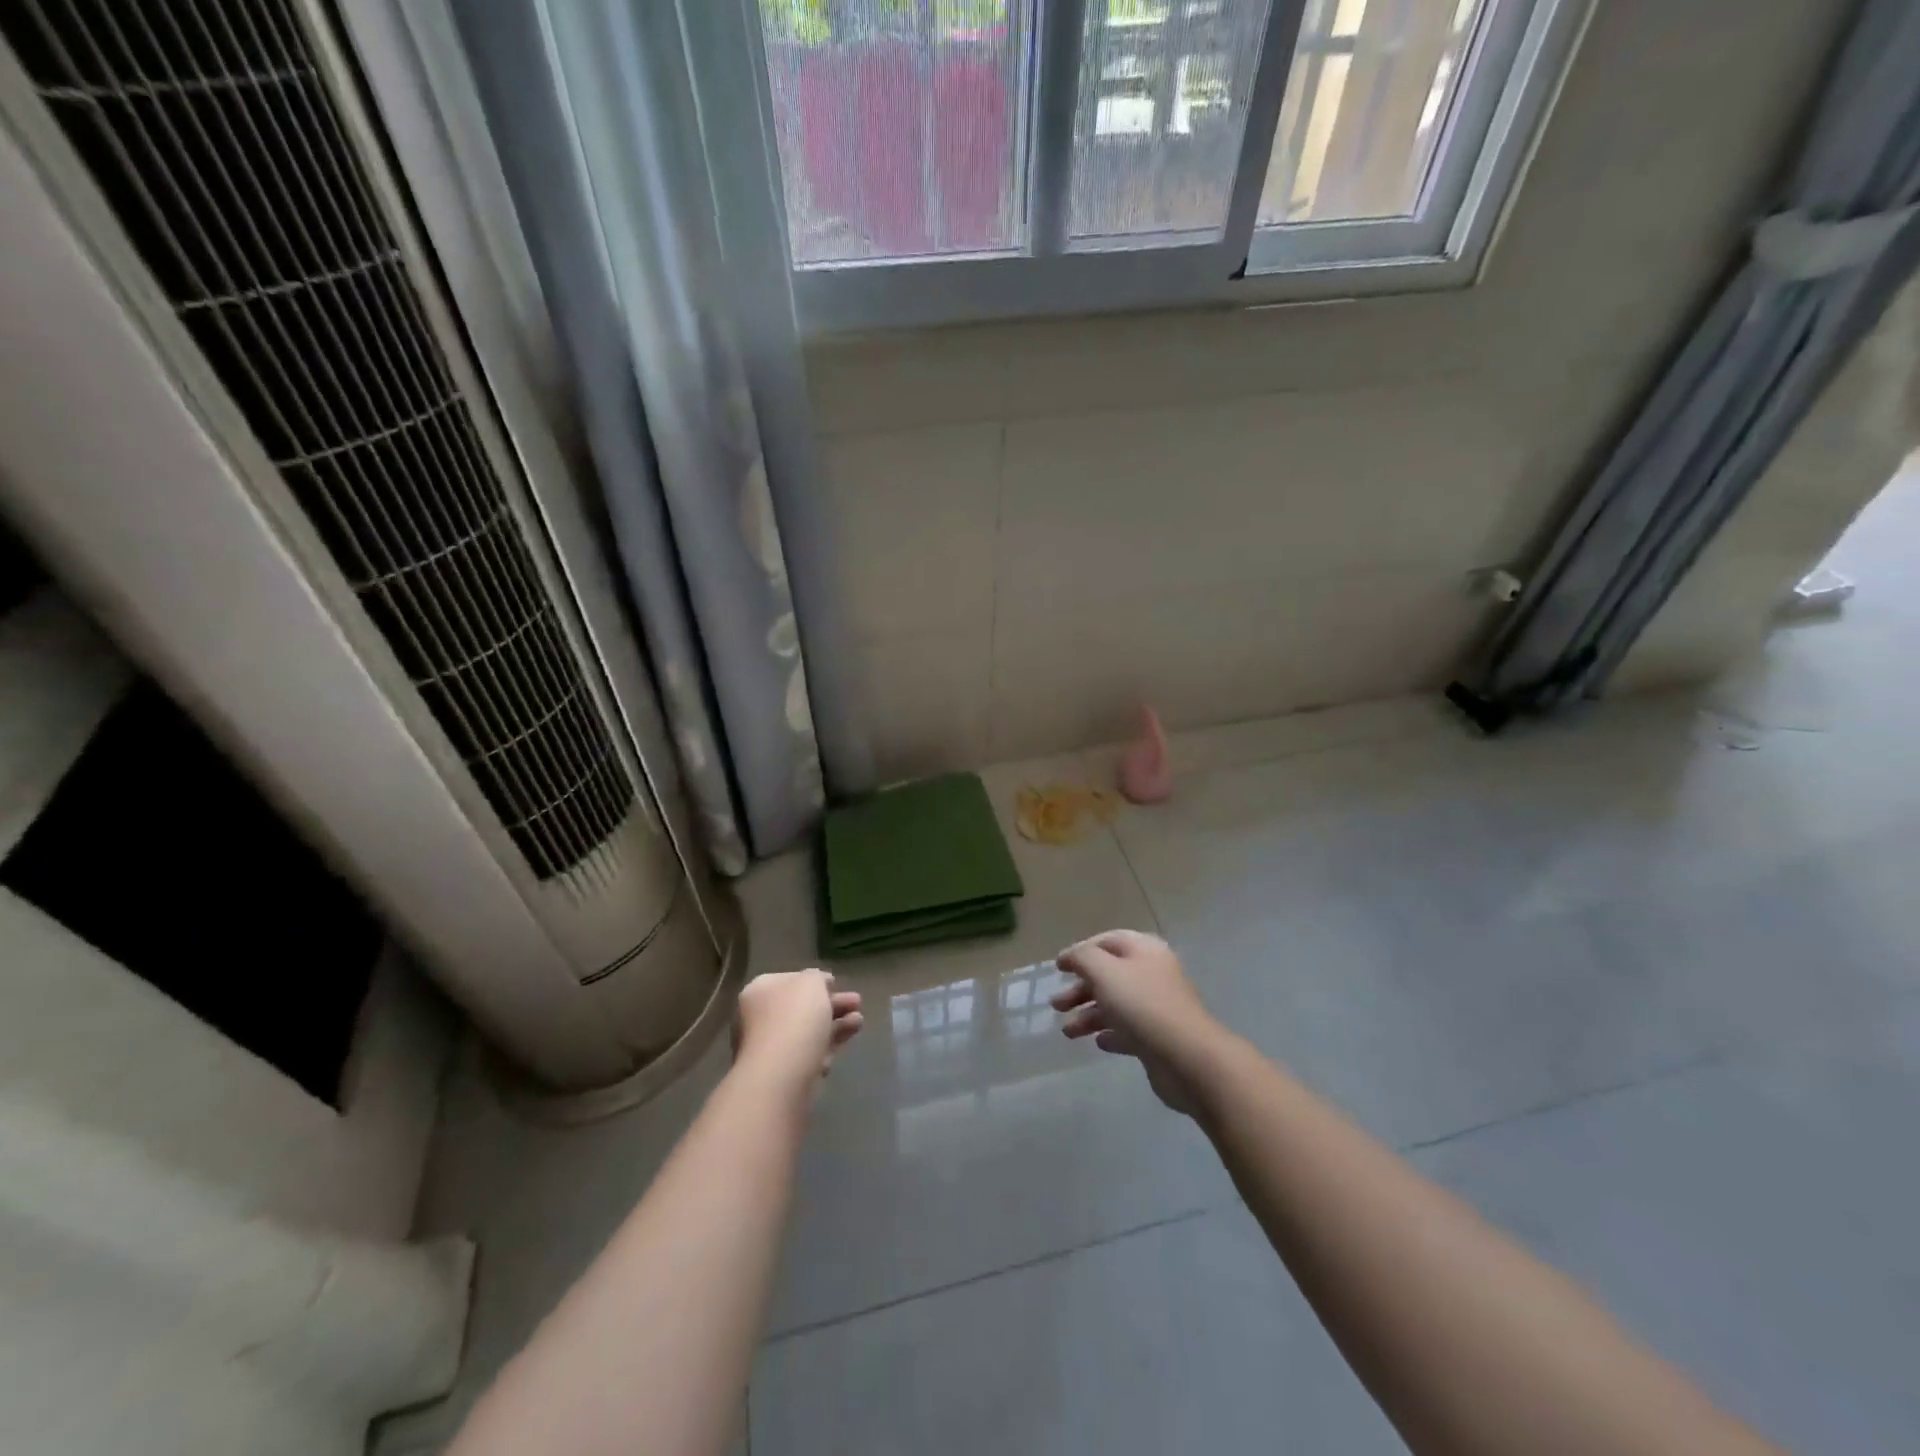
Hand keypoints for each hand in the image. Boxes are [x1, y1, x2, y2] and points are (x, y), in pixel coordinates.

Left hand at [732, 969, 862, 1097]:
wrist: (783, 1073)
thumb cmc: (795, 1016)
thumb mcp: (812, 981)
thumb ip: (817, 977)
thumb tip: (820, 984)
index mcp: (760, 990)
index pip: (789, 981)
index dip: (815, 981)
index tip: (837, 984)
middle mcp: (760, 1018)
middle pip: (802, 1007)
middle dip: (832, 1004)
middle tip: (857, 1002)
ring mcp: (770, 1048)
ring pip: (809, 1031)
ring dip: (837, 1024)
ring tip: (859, 1021)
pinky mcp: (784, 1073)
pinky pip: (810, 1054)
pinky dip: (829, 1046)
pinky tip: (847, 1041)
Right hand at [1051, 930, 1217, 1113]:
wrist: (1187, 1058)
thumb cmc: (1142, 1005)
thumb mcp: (1104, 971)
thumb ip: (1083, 958)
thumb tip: (1071, 957)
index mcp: (1144, 950)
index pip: (1107, 941)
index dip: (1081, 951)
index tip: (1058, 967)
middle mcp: (1152, 974)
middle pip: (1109, 975)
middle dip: (1080, 988)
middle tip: (1056, 1004)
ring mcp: (1157, 1007)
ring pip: (1116, 1004)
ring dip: (1089, 1015)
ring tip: (1068, 1032)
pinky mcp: (1158, 1037)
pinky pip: (1128, 1030)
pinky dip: (1110, 1033)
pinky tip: (1098, 1042)